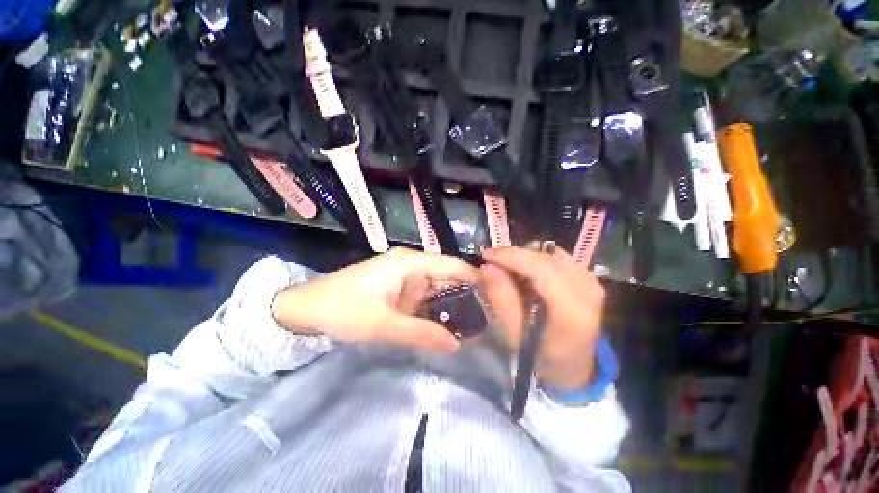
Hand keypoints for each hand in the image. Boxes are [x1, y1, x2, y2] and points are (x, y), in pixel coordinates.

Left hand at [272, 248, 478, 352]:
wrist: (306, 308)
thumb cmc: (344, 309)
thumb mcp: (384, 324)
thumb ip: (421, 334)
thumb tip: (456, 345)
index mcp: (409, 263)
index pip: (451, 265)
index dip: (474, 278)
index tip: (496, 295)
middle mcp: (410, 264)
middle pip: (446, 276)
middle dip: (465, 295)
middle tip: (487, 316)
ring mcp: (403, 276)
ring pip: (435, 287)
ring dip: (450, 303)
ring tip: (472, 323)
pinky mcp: (397, 288)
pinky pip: (422, 295)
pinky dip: (434, 308)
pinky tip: (445, 323)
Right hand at [480, 246, 604, 389]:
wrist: (573, 366)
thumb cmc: (541, 355)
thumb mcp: (514, 333)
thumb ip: (501, 298)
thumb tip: (487, 266)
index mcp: (572, 310)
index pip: (541, 268)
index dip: (511, 256)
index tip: (486, 255)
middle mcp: (587, 290)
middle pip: (545, 257)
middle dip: (515, 255)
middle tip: (494, 263)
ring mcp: (592, 281)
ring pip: (551, 254)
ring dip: (527, 258)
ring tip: (511, 271)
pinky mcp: (589, 278)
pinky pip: (558, 258)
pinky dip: (538, 261)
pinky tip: (528, 275)